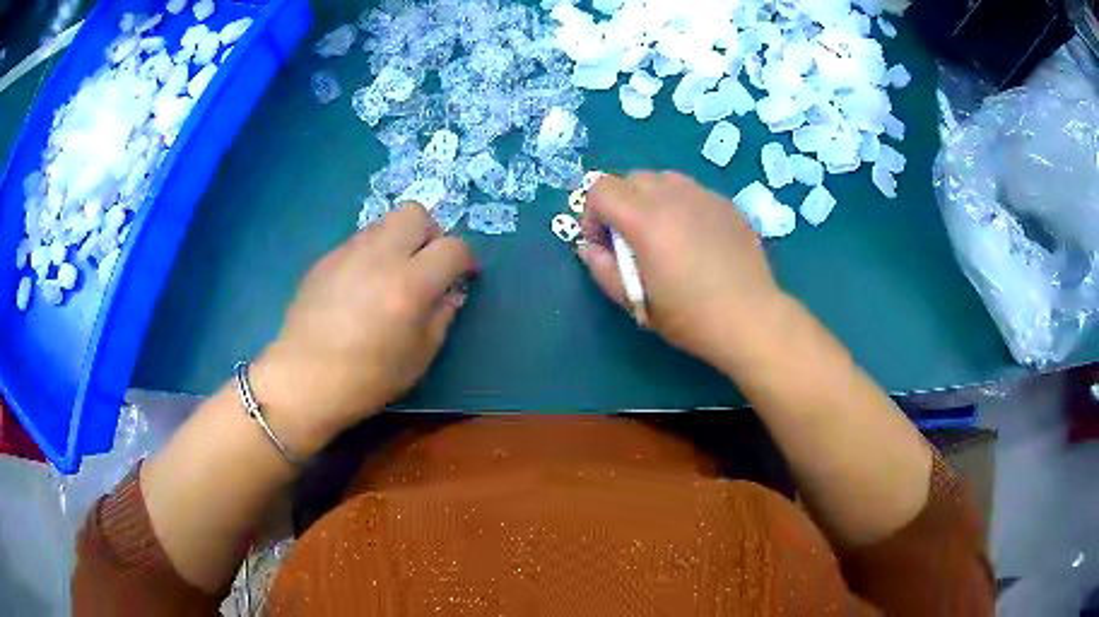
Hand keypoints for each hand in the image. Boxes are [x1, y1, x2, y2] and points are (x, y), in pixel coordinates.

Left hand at [250, 204, 475, 455]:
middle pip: (417, 214)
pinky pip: (359, 241)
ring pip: (386, 222)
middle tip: (427, 264)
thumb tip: (450, 292)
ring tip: (393, 274)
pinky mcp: (326, 258)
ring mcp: (348, 253)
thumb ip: (442, 316)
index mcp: (410, 285)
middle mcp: (380, 256)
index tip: (464, 276)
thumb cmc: (367, 379)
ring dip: (400, 240)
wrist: (304, 379)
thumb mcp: (419, 356)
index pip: (453, 247)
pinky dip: (372, 253)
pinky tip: (362, 287)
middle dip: (431, 233)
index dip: (466, 259)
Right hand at [578, 171, 786, 369]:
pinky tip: (695, 239)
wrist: (751, 318)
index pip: (600, 189)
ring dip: (650, 199)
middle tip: (630, 240)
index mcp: (645, 219)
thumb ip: (603, 270)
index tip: (603, 244)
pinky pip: (691, 191)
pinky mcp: (726, 203)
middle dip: (619, 204)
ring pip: (662, 179)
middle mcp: (673, 195)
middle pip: (630, 178)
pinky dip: (680, 205)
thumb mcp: (637, 303)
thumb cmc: (690, 317)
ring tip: (663, 234)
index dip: (592, 214)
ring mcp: (704, 195)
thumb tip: (587, 248)